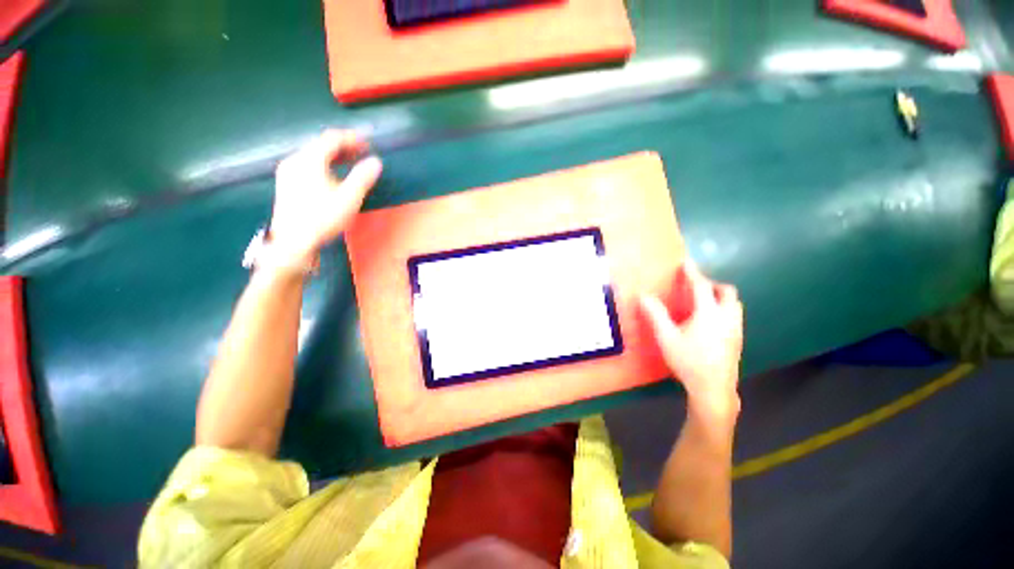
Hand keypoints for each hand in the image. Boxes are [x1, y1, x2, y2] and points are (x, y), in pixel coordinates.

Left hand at [269, 130, 382, 268]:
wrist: (292, 241)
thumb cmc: (322, 218)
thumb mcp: (349, 198)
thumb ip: (363, 177)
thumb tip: (376, 162)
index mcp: (309, 160)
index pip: (332, 139)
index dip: (351, 138)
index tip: (368, 142)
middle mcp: (295, 160)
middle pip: (320, 145)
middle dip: (343, 146)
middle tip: (362, 152)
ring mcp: (288, 171)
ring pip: (313, 155)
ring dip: (334, 155)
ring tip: (351, 161)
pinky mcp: (286, 183)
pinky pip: (308, 165)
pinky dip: (324, 164)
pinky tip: (333, 174)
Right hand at [640, 263, 743, 421]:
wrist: (713, 389)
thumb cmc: (688, 361)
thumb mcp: (666, 337)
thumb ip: (656, 315)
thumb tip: (643, 296)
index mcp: (709, 314)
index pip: (701, 286)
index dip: (693, 273)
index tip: (687, 262)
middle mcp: (727, 318)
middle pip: (727, 292)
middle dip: (712, 284)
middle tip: (695, 287)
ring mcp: (735, 329)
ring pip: (734, 304)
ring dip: (720, 297)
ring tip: (703, 302)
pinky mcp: (737, 340)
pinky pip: (733, 316)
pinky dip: (724, 309)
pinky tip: (710, 322)